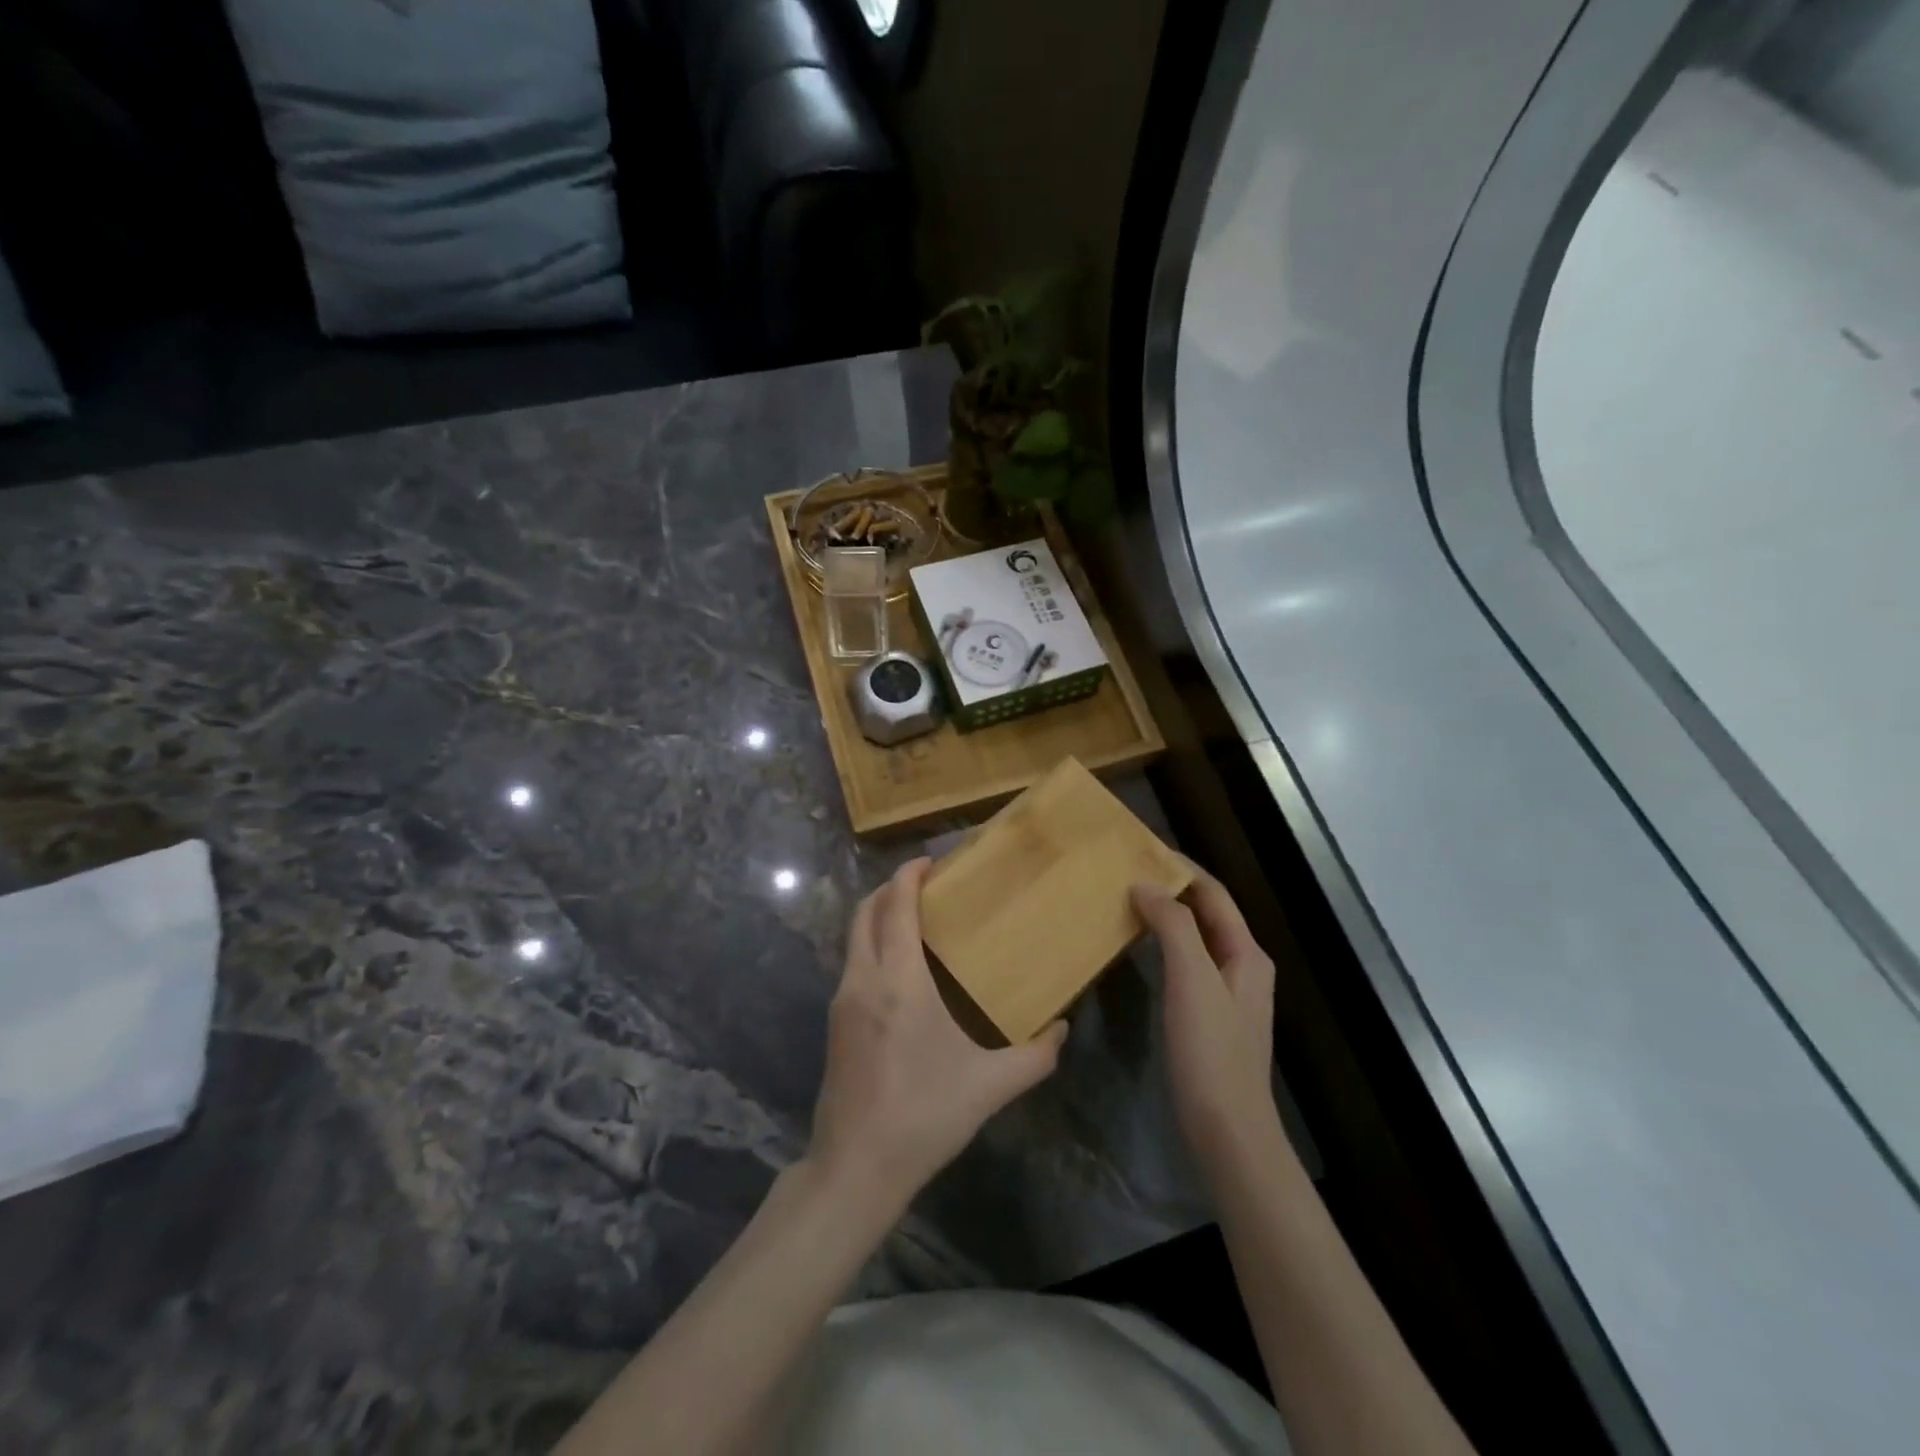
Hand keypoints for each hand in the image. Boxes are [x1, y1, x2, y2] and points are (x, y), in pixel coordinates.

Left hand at [808, 858, 1068, 1214]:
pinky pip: (852, 962)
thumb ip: (1035, 1055)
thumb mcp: (990, 1086)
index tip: (931, 861)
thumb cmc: (924, 1115)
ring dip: (879, 916)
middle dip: (891, 888)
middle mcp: (863, 979)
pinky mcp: (834, 1022)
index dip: (909, 875)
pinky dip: (872, 944)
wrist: (856, 1167)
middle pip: (866, 911)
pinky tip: (900, 967)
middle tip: (926, 884)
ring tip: (916, 920)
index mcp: (898, 980)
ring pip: (854, 936)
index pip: (896, 906)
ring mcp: (842, 1000)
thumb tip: (1063, 1028)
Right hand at [1132, 872, 1277, 1176]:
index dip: (1182, 868)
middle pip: (1206, 913)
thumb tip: (1146, 886)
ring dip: (1166, 917)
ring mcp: (1227, 994)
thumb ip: (1173, 927)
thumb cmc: (1210, 1050)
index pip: (1214, 894)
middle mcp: (1242, 966)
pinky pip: (1186, 964)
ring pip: (1195, 939)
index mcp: (1246, 953)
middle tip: (1127, 873)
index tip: (1142, 850)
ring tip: (1127, 902)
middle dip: (1172, 889)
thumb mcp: (1192, 980)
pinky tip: (1139, 949)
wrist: (1227, 1129)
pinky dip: (1163, 946)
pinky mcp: (1210, 1016)